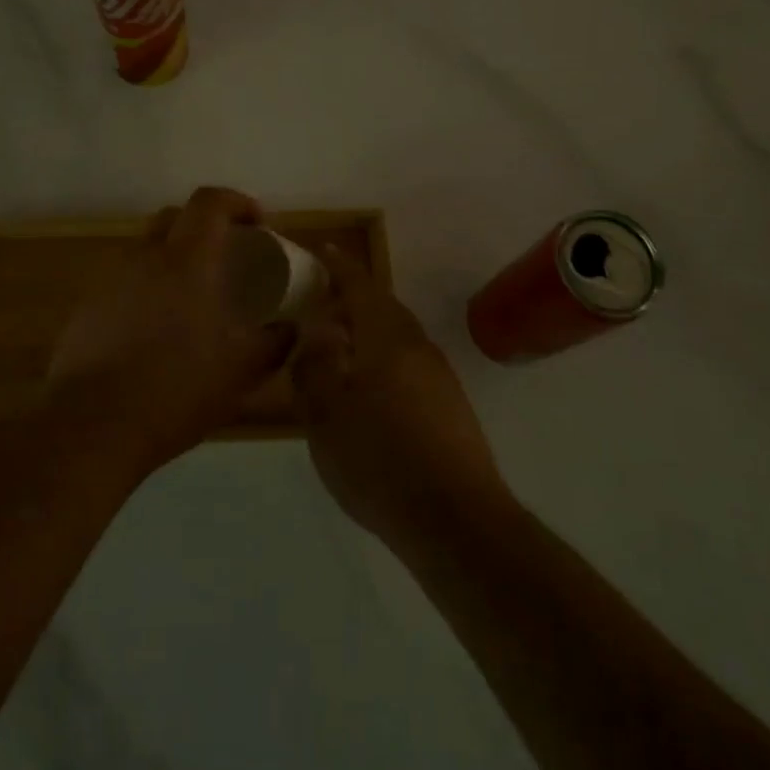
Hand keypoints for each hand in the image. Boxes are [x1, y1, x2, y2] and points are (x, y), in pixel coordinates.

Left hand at [45, 186, 294, 475]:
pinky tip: (155, 329)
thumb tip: (292, 328)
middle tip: (226, 257)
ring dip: (173, 259)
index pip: (210, 202)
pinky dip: (146, 289)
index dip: (238, 202)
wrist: (93, 426)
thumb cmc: (176, 390)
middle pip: (174, 217)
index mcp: (186, 260)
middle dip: (204, 226)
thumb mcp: (242, 371)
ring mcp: (110, 280)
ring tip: (191, 297)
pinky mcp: (87, 308)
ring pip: (146, 250)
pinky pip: (124, 282)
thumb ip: (275, 343)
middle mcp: (144, 257)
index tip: (259, 225)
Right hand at [292, 248, 509, 546]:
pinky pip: (408, 367)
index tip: (324, 250)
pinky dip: (383, 363)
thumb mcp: (325, 414)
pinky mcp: (450, 407)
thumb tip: (316, 331)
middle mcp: (418, 347)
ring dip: (368, 334)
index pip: (360, 286)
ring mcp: (439, 377)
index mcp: (387, 338)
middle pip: (383, 310)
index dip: (340, 267)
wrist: (454, 520)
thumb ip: (315, 365)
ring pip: (397, 339)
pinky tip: (367, 394)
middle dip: (353, 301)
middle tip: (322, 305)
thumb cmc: (379, 459)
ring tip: (338, 350)